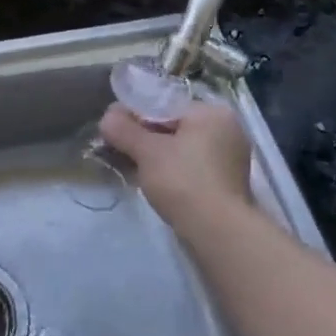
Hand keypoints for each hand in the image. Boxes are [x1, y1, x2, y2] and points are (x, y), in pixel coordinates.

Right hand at [99, 100, 253, 229]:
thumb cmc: (182, 179)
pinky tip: (150, 181)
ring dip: (154, 156)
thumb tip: (107, 116)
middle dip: (144, 138)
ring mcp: (228, 158)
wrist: (217, 231)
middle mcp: (226, 129)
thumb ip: (123, 129)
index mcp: (212, 112)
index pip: (164, 104)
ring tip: (130, 167)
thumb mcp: (145, 150)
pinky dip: (170, 170)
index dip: (134, 115)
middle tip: (118, 150)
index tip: (114, 131)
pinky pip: (189, 166)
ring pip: (180, 148)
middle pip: (172, 126)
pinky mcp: (225, 182)